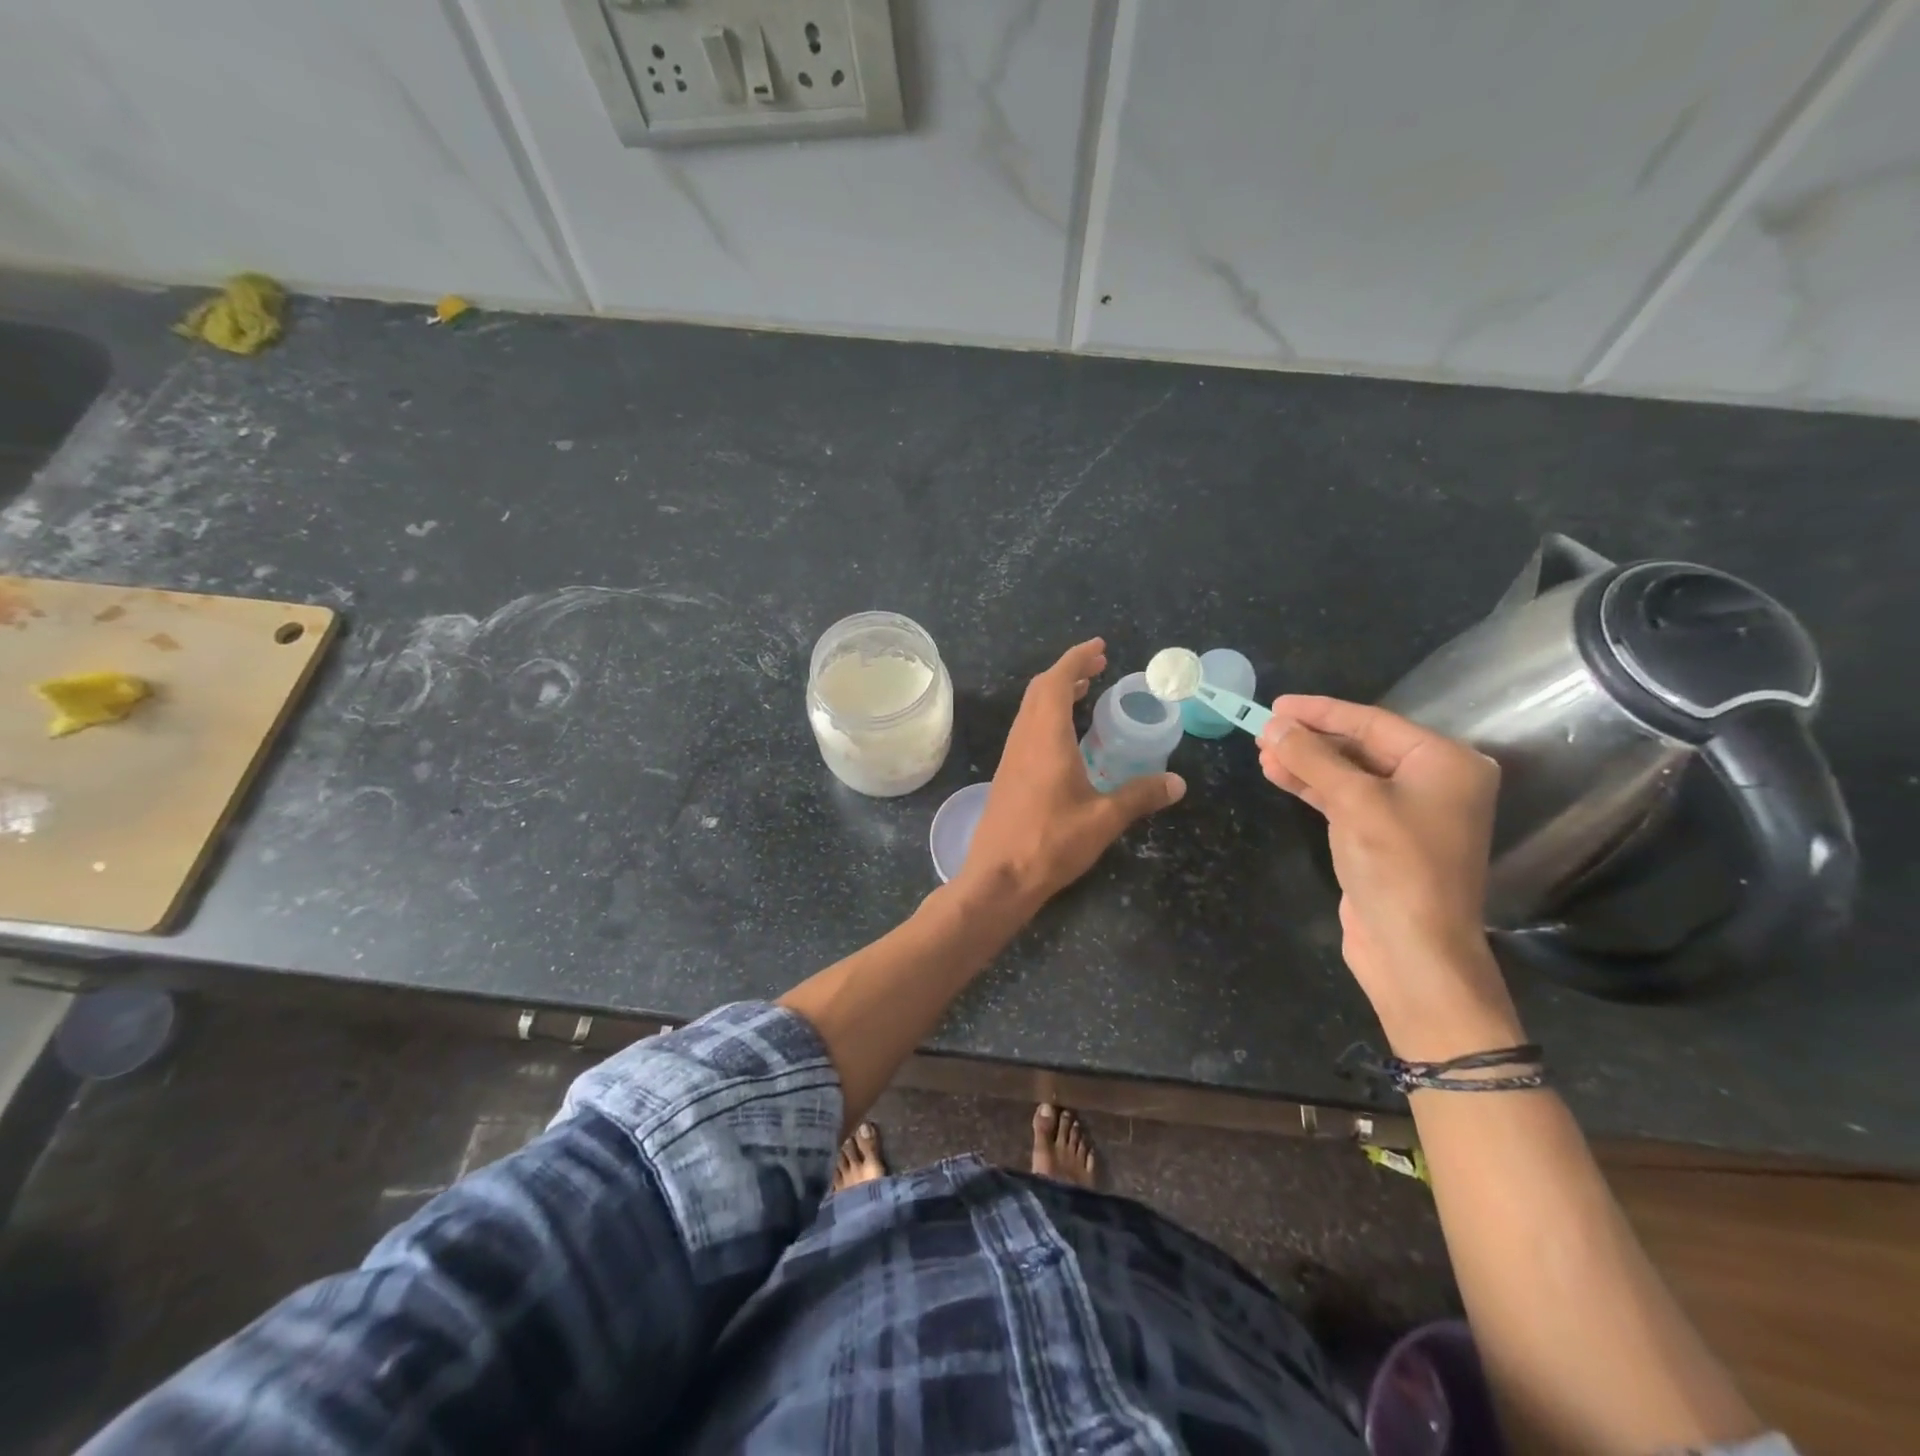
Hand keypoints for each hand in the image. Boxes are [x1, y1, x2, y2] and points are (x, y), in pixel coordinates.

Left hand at [957, 639, 1185, 913]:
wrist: (998, 878)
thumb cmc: (1050, 843)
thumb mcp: (1103, 820)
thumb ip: (1140, 796)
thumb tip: (1177, 783)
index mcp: (1046, 738)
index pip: (1057, 682)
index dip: (1077, 660)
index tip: (1099, 648)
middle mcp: (1024, 739)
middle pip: (1040, 690)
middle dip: (1069, 672)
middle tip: (1098, 667)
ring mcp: (1012, 757)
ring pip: (1030, 710)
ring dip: (1055, 693)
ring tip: (1085, 693)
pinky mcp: (1007, 776)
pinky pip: (1027, 730)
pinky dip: (1047, 716)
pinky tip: (1066, 737)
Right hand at [1258, 695, 1519, 1054]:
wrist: (1413, 950)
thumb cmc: (1396, 865)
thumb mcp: (1353, 802)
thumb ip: (1313, 757)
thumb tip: (1274, 725)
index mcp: (1445, 762)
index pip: (1373, 722)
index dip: (1321, 712)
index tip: (1276, 704)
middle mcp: (1434, 781)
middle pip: (1361, 745)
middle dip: (1310, 739)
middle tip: (1263, 731)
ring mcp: (1408, 811)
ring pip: (1348, 773)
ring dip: (1306, 762)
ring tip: (1262, 753)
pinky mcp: (1384, 837)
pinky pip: (1345, 798)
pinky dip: (1313, 787)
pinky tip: (1280, 776)